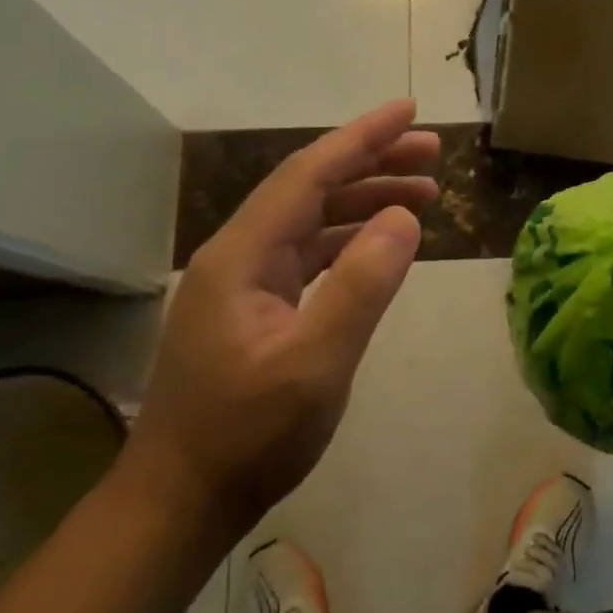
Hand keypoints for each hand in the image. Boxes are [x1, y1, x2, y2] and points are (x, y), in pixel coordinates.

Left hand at [119, 100, 438, 536]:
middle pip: (311, 188)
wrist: (180, 501)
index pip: (309, 174)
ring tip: (424, 194)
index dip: (362, 138)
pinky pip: (309, 254)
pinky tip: (381, 243)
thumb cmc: (247, 436)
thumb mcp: (315, 364)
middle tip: (432, 154)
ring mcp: (244, 282)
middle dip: (372, 163)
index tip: (409, 110)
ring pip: (312, 220)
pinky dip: (350, 240)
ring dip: (365, 201)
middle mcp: (239, 254)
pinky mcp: (255, 308)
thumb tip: (404, 217)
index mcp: (243, 254)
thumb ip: (362, 285)